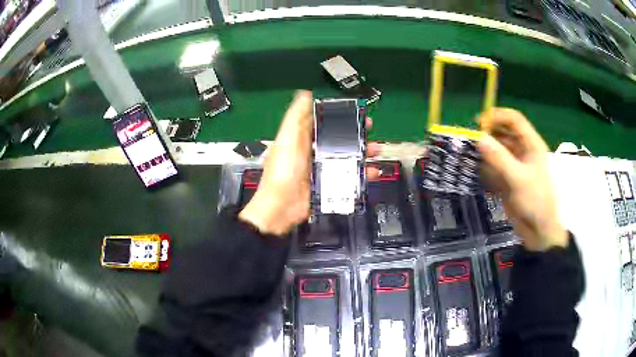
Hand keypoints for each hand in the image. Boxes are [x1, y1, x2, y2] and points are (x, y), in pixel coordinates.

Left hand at [238, 91, 380, 235]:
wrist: (281, 208)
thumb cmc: (283, 170)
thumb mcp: (287, 140)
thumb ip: (296, 117)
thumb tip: (305, 92)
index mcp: (302, 138)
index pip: (323, 120)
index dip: (339, 114)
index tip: (355, 109)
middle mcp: (313, 151)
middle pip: (338, 137)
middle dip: (356, 132)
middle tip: (371, 128)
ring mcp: (322, 168)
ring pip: (347, 156)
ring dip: (363, 151)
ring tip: (377, 150)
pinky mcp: (329, 185)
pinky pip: (349, 176)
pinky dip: (363, 173)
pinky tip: (374, 171)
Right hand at [478, 108, 566, 250]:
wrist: (539, 231)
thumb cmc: (535, 201)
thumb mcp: (518, 178)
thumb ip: (498, 158)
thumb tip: (478, 137)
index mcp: (531, 144)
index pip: (514, 119)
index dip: (497, 116)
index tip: (479, 122)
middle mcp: (523, 150)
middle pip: (504, 133)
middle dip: (488, 134)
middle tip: (470, 139)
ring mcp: (516, 165)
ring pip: (498, 150)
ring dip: (485, 150)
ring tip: (468, 154)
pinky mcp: (509, 178)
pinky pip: (495, 166)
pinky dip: (485, 166)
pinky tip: (476, 170)